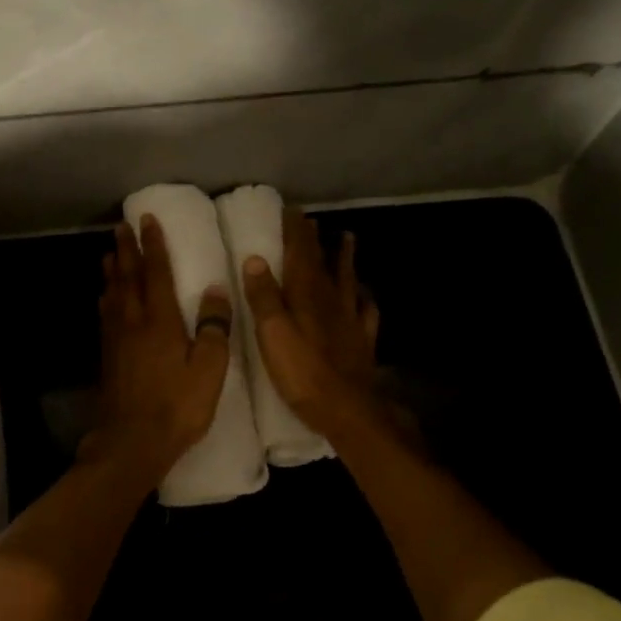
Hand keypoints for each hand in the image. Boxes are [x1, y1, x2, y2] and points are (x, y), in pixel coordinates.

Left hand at [86, 216, 233, 480]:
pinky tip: (107, 298)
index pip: (156, 273)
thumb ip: (214, 327)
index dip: (153, 245)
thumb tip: (216, 289)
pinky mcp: (108, 357)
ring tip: (111, 254)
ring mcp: (116, 339)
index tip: (147, 220)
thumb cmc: (177, 406)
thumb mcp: (209, 369)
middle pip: (128, 277)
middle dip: (127, 249)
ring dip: (113, 270)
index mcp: (160, 321)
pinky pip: (106, 314)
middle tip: (121, 227)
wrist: (131, 442)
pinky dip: (107, 297)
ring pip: (112, 294)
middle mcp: (133, 322)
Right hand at [241, 208, 382, 437]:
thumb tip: (255, 259)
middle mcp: (330, 301)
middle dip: (315, 240)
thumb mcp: (272, 333)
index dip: (295, 232)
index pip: (300, 255)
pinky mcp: (361, 341)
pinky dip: (364, 298)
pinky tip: (364, 295)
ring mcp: (350, 320)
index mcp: (306, 296)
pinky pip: (365, 311)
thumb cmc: (302, 372)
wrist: (348, 409)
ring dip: (345, 258)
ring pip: (347, 280)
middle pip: (322, 263)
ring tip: (347, 239)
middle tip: (312, 221)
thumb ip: (263, 297)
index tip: (291, 210)